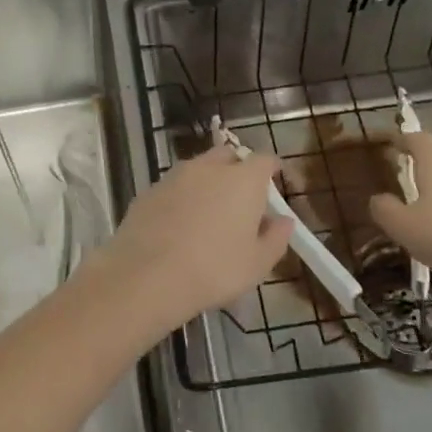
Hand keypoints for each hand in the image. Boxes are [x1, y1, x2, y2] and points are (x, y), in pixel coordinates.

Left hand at [87, 145, 295, 332]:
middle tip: (241, 199)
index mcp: (243, 179)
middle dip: (237, 170)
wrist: (148, 275)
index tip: (274, 184)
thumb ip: (276, 238)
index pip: (264, 160)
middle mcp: (208, 167)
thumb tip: (284, 221)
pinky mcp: (149, 190)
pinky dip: (181, 198)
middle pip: (228, 156)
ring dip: (207, 183)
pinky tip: (178, 225)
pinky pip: (173, 187)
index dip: (271, 170)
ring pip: (198, 169)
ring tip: (208, 214)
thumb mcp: (257, 264)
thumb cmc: (214, 270)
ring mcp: (174, 176)